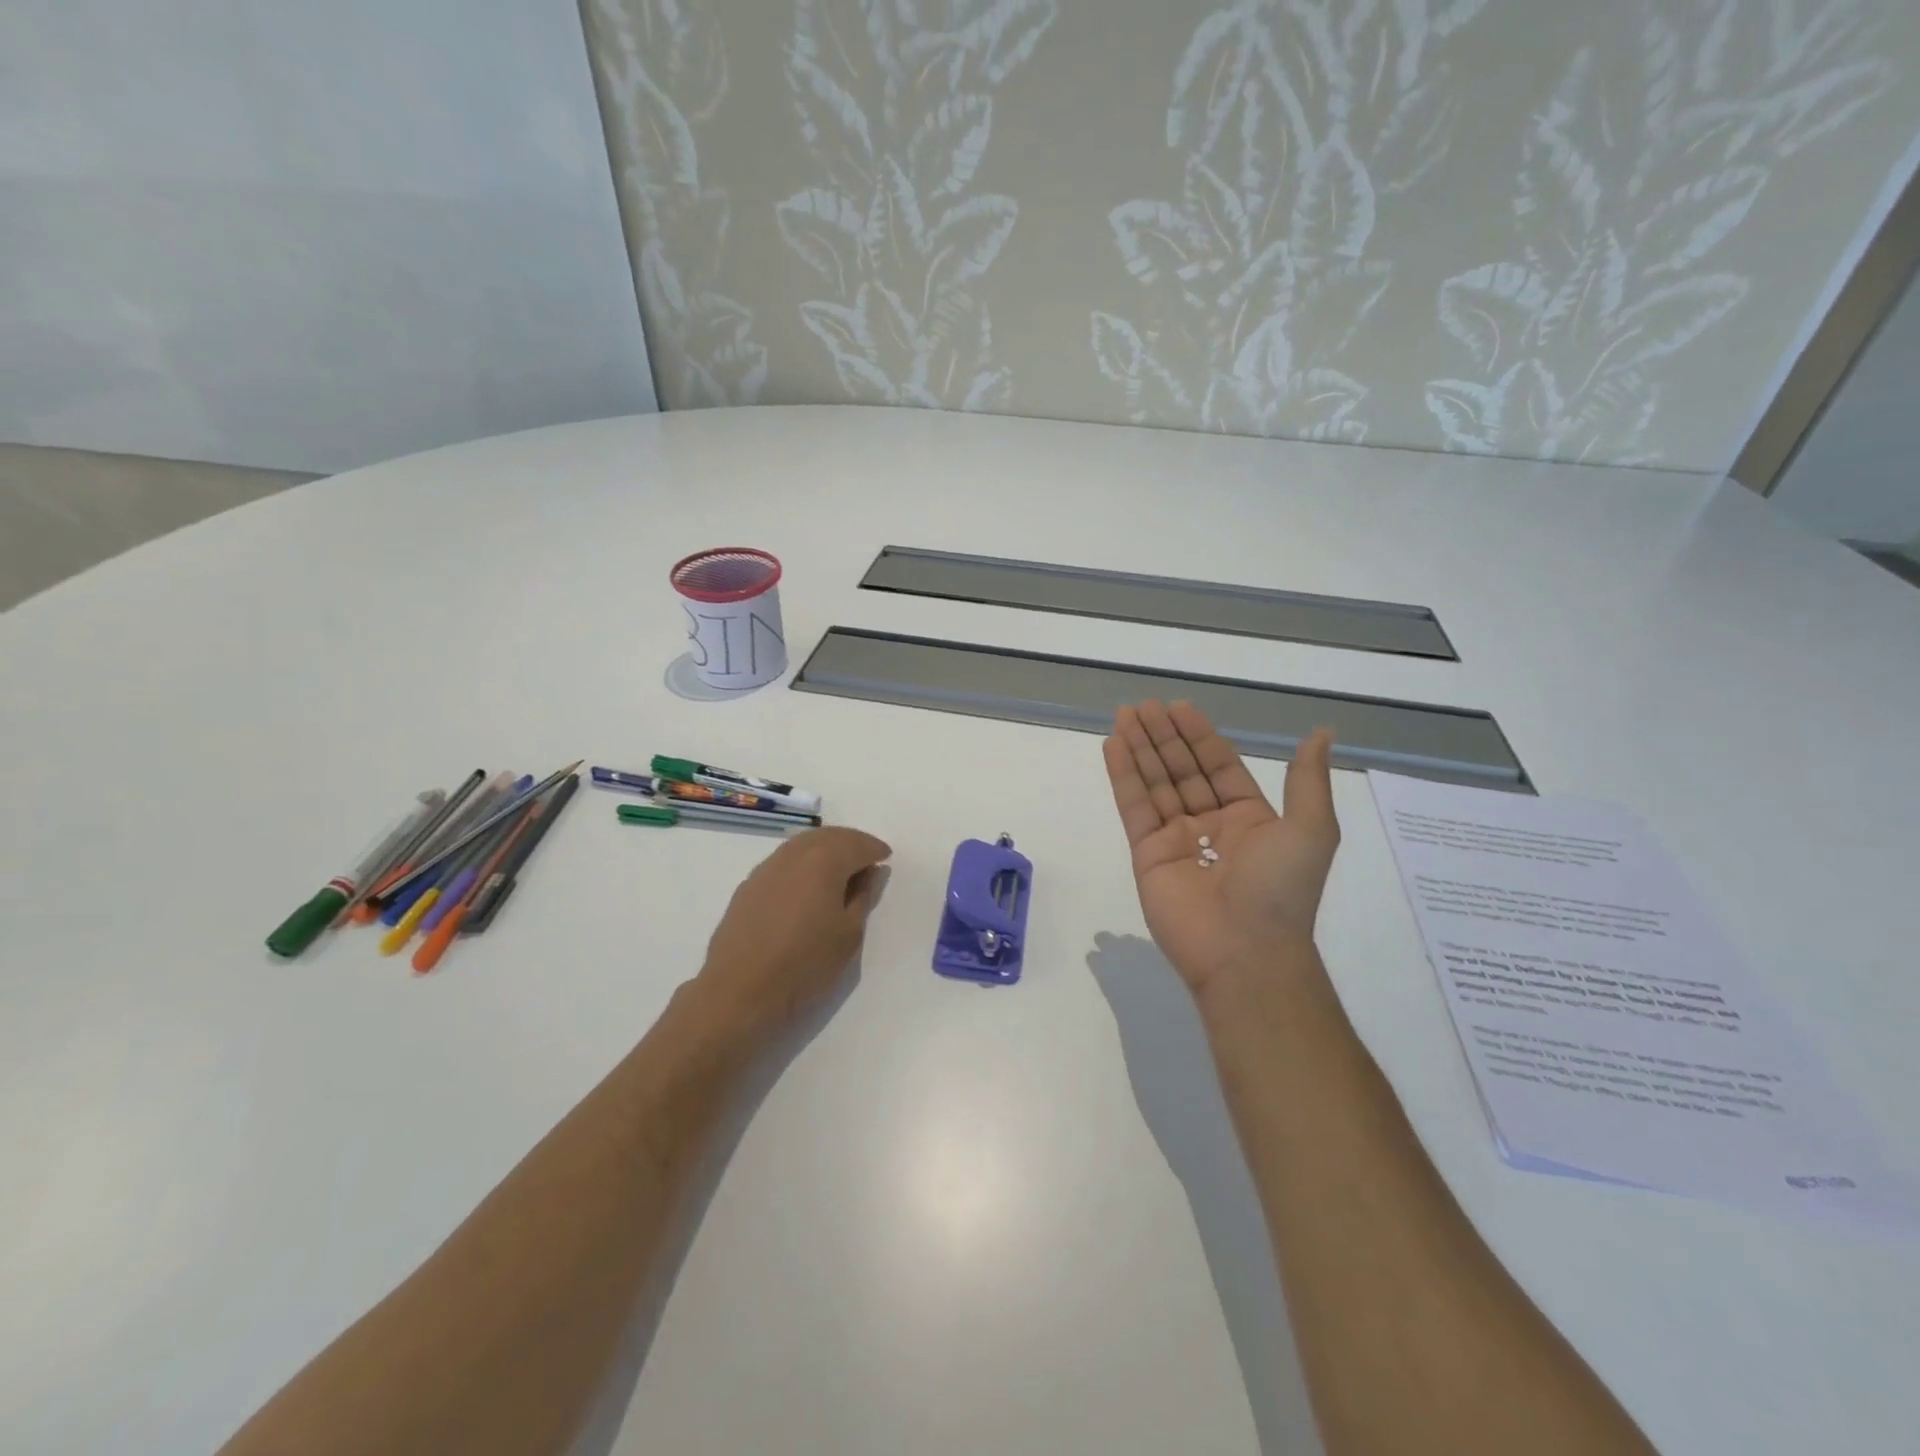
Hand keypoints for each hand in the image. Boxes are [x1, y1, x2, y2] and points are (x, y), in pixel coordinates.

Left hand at [697, 826, 891, 1034]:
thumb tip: (871, 872)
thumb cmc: (805, 965)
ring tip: (840, 871)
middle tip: (866, 859)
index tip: (885, 859)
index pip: (857, 844)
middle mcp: (794, 854)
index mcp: (824, 861)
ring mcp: (766, 868)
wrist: (740, 991)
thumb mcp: (849, 934)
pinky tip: (807, 885)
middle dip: (851, 842)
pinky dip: (803, 862)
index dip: (875, 850)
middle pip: (828, 836)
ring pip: (803, 844)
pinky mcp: (749, 885)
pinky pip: (784, 861)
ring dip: (826, 849)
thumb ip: (864, 896)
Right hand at [1103, 701, 1339, 1002]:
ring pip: (1155, 783)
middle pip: (1182, 770)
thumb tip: (1322, 733)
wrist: (1244, 950)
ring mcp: (1175, 840)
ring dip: (1140, 748)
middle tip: (1143, 705)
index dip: (1200, 736)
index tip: (1179, 707)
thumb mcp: (1310, 828)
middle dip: (1164, 736)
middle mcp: (1210, 825)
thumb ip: (1306, 779)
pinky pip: (1134, 807)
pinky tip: (1113, 746)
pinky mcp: (1146, 854)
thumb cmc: (1280, 887)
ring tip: (1124, 715)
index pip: (1218, 766)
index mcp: (1249, 818)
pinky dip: (1123, 776)